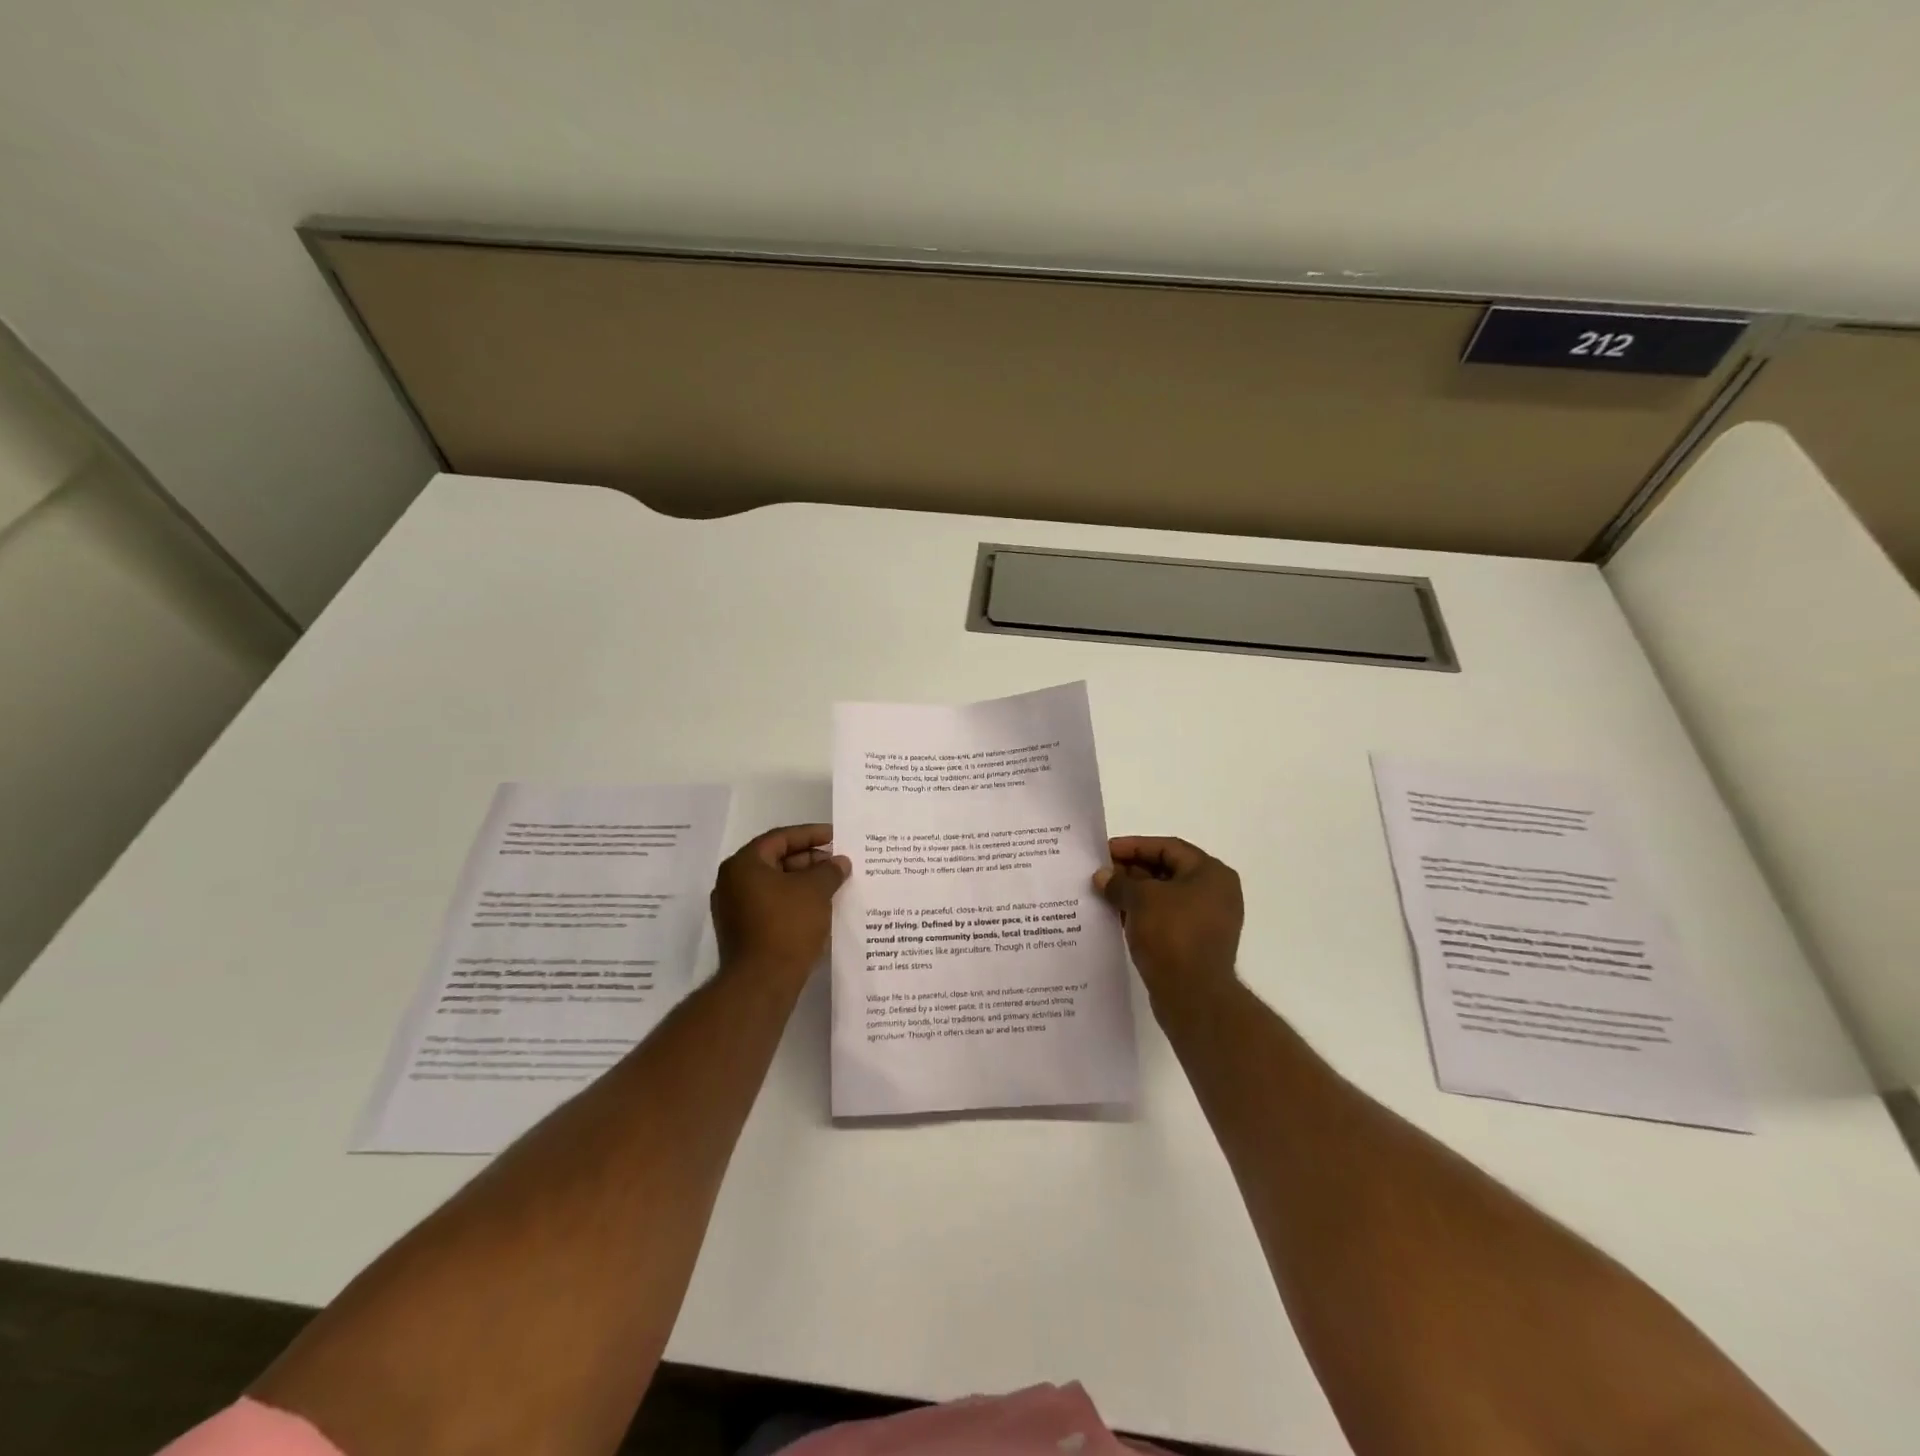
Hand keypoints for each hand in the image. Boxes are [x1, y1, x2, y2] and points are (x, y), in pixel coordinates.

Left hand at [711, 823, 849, 982]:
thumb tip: (840, 862)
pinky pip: (771, 905)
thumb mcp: (815, 891)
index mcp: (743, 865)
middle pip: (775, 860)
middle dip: (809, 860)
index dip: (811, 835)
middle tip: (837, 863)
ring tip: (833, 884)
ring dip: (803, 882)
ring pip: (774, 885)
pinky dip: (793, 901)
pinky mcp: (742, 932)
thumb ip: (829, 871)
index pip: (780, 838)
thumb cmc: (786, 926)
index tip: (836, 837)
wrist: (761, 983)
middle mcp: (731, 883)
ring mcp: (734, 909)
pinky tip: (818, 907)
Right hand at [1095, 836, 1242, 1008]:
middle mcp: (1215, 893)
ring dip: (1134, 894)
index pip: (1168, 847)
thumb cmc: (1172, 934)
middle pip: (1167, 871)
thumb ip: (1120, 882)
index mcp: (1211, 873)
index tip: (1105, 852)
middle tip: (1100, 873)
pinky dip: (1142, 915)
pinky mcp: (1196, 944)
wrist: (1193, 995)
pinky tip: (1116, 917)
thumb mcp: (1141, 899)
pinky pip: (1165, 920)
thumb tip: (1103, 876)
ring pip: (1164, 897)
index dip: (1134, 846)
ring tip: (1102, 894)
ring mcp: (1207, 921)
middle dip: (1131, 871)